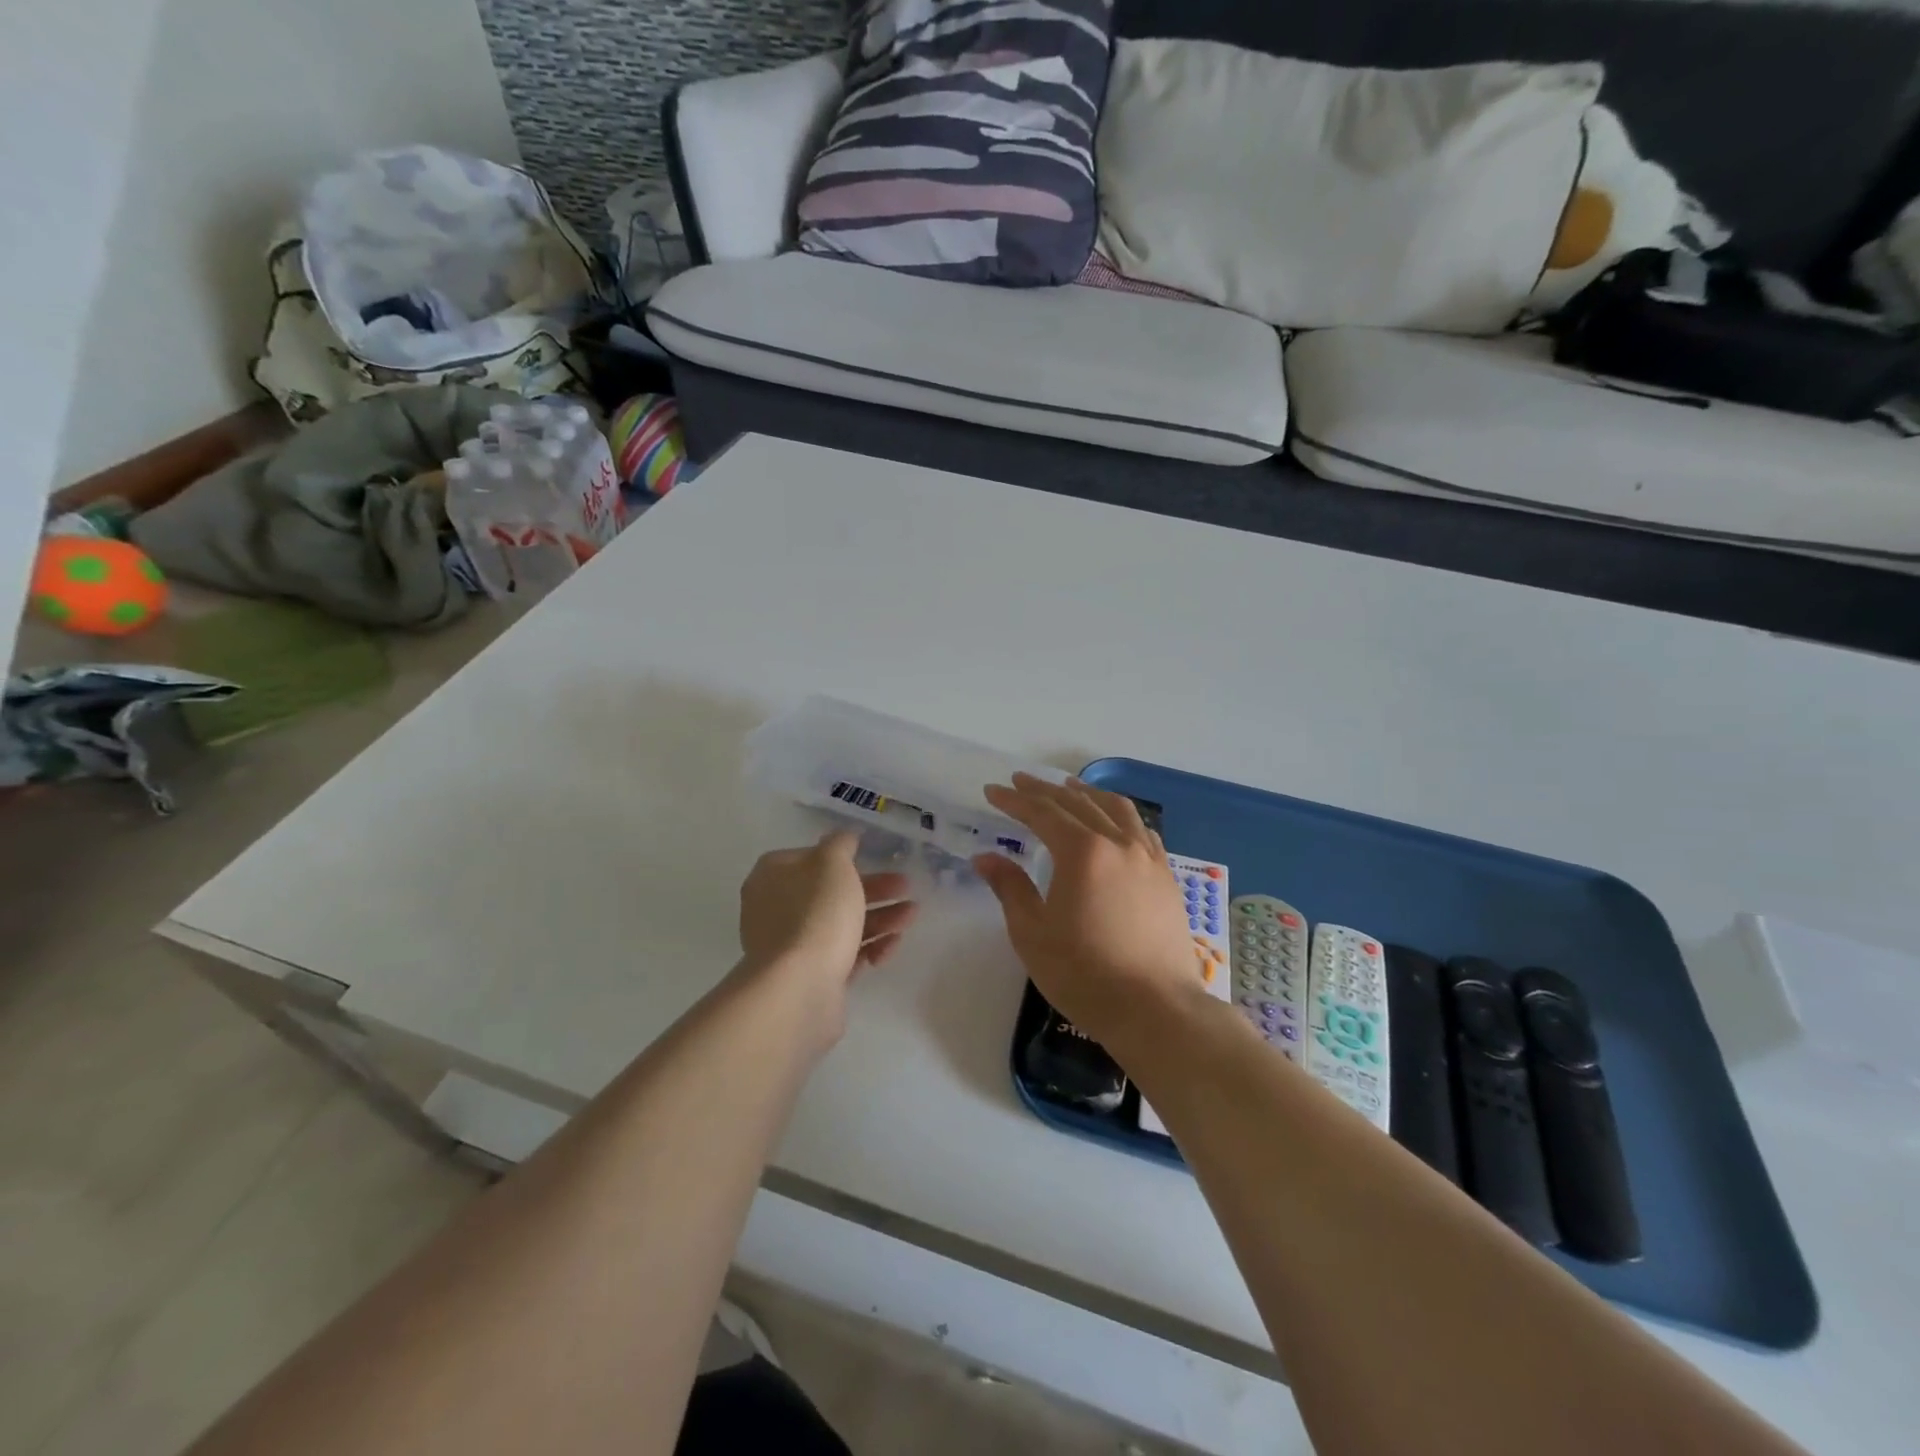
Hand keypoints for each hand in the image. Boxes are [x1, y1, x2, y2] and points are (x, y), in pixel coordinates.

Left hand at [737, 831, 916, 1043]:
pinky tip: (891, 946)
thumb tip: (843, 838)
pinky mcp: (810, 977)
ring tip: (912, 916)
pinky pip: (844, 955)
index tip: (873, 857)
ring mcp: (792, 946)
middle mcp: (776, 910)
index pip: (808, 858)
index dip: (842, 856)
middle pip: (830, 892)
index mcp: (772, 877)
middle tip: (906, 886)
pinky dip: (869, 948)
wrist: (800, 989)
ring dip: (880, 917)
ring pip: (841, 924)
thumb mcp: (833, 864)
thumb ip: (841, 844)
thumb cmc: (816, 914)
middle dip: (873, 889)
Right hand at [972, 774, 1206, 1053]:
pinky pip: (1142, 831)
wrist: (1155, 1008)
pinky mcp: (1166, 877)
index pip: (1042, 813)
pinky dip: (1121, 816)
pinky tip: (1115, 823)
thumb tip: (985, 858)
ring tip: (1069, 786)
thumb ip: (1010, 888)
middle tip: (1020, 782)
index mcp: (1082, 852)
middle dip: (1045, 790)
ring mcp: (1148, 858)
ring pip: (1116, 809)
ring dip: (1087, 794)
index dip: (1015, 800)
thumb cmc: (1084, 973)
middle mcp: (1118, 843)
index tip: (992, 791)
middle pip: (1077, 803)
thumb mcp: (1032, 934)